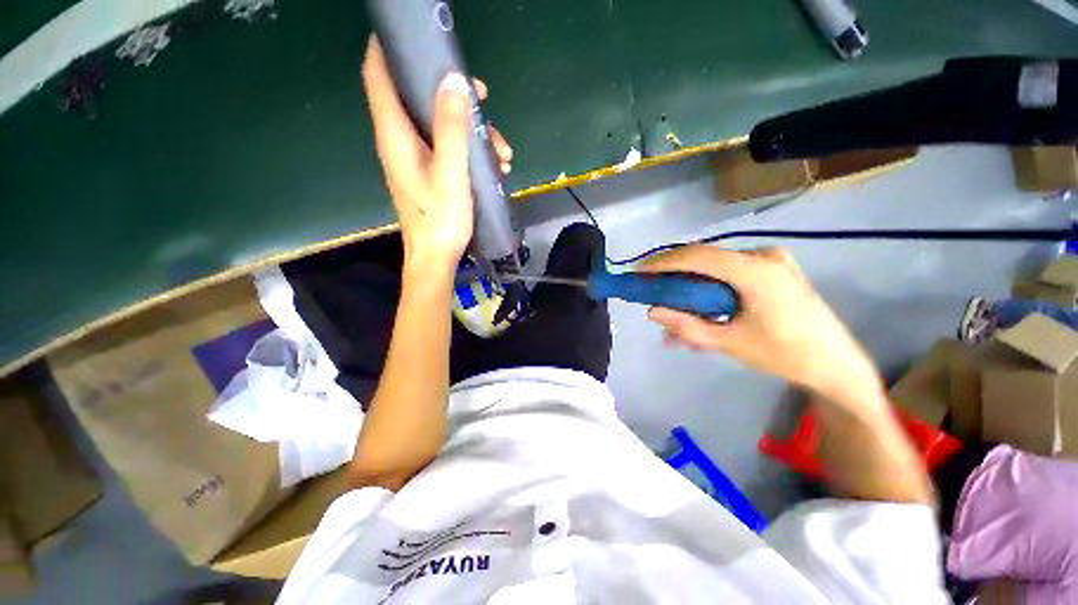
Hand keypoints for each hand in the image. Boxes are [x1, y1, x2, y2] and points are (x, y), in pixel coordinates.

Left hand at [362, 37, 513, 271]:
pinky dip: (470, 150)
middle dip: (451, 92)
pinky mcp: (428, 171)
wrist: (435, 257)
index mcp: (396, 134)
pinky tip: (496, 166)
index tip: (421, 37)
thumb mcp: (451, 173)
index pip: (378, 74)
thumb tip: (454, 81)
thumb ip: (451, 128)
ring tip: (503, 152)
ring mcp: (415, 157)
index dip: (389, 48)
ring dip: (471, 130)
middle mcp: (400, 140)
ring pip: (439, 124)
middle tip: (483, 98)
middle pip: (418, 96)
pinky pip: (447, 147)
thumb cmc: (440, 219)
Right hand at [641, 246, 883, 405]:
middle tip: (649, 289)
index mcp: (756, 272)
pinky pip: (728, 273)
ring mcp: (769, 260)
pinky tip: (696, 310)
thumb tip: (651, 312)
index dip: (664, 262)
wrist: (835, 363)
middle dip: (673, 274)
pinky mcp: (770, 269)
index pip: (698, 256)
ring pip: (714, 267)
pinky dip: (707, 289)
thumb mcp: (729, 343)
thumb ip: (687, 326)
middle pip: (704, 259)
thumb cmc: (785, 355)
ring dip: (689, 286)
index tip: (639, 272)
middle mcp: (763, 256)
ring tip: (670, 309)